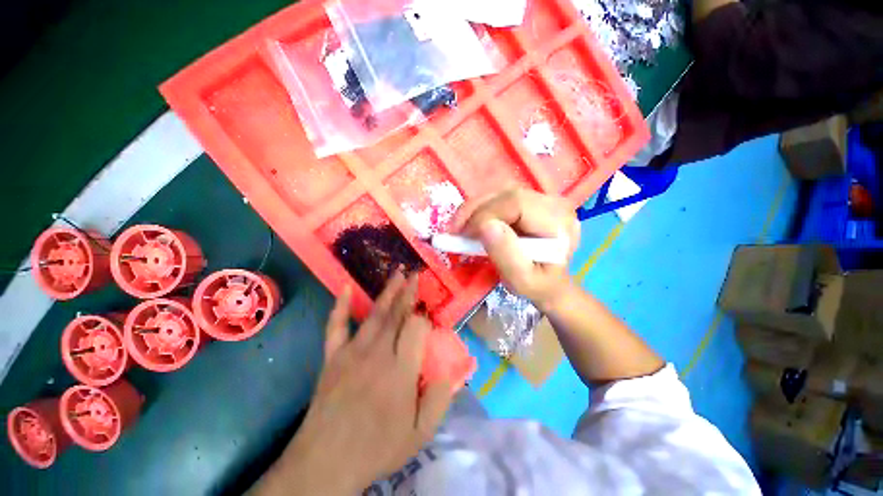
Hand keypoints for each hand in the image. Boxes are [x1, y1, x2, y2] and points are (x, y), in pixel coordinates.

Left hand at [254, 273, 452, 495]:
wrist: (330, 455)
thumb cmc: (378, 448)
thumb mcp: (420, 434)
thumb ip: (439, 401)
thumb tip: (451, 373)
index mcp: (401, 372)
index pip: (416, 330)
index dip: (424, 319)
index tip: (431, 316)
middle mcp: (376, 355)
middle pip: (394, 316)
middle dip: (406, 294)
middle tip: (415, 273)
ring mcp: (350, 354)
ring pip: (370, 316)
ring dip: (384, 294)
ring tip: (396, 274)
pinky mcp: (331, 359)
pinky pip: (335, 327)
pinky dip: (339, 307)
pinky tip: (344, 289)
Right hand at [451, 188, 579, 309]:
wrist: (554, 286)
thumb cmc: (539, 287)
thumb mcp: (523, 281)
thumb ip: (507, 255)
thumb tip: (485, 226)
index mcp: (559, 223)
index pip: (518, 203)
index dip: (486, 214)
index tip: (463, 235)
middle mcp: (557, 204)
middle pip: (509, 193)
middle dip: (476, 209)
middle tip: (453, 230)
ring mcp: (546, 200)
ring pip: (504, 192)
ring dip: (477, 208)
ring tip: (459, 227)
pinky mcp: (535, 201)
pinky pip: (504, 197)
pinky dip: (484, 208)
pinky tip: (472, 223)